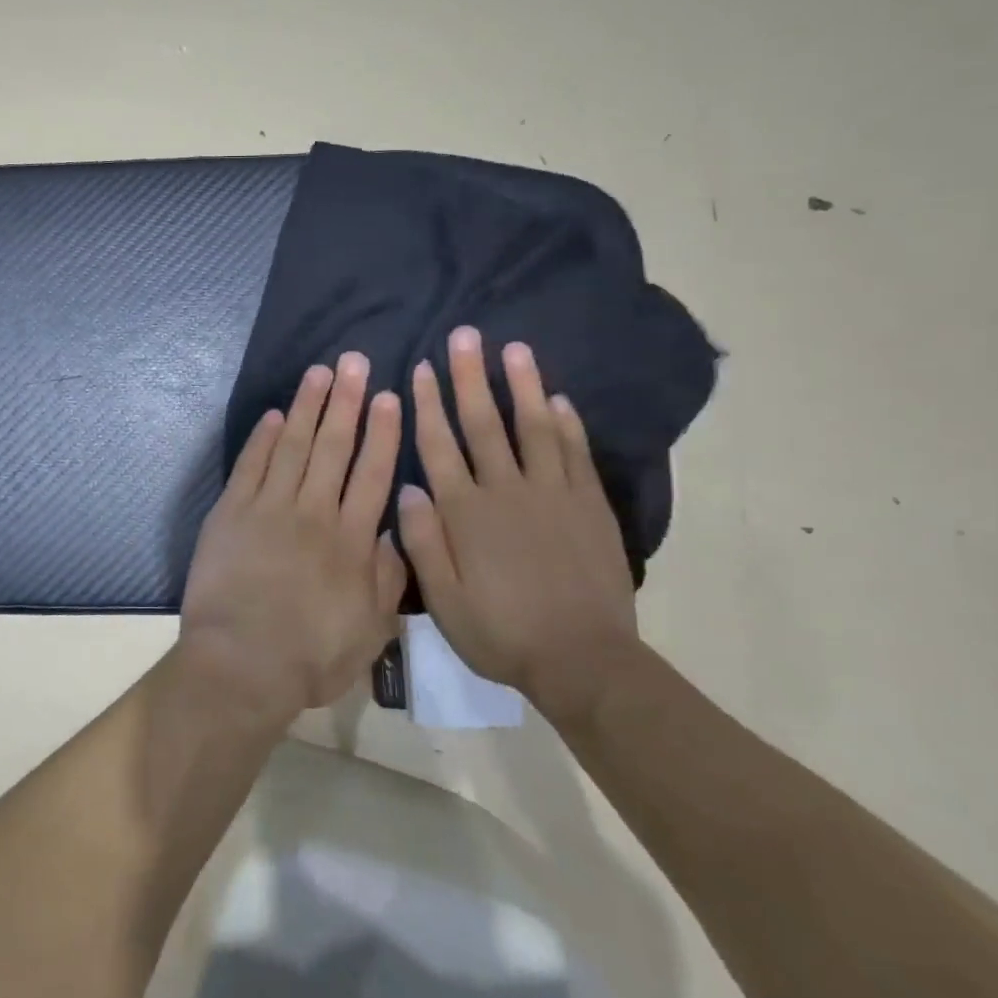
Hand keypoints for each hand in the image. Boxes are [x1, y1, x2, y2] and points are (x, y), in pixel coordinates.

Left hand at [178, 353, 406, 725]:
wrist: (241, 665)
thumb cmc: (310, 657)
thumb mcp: (371, 631)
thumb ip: (387, 579)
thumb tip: (393, 533)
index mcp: (351, 540)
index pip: (373, 473)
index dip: (382, 433)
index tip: (388, 397)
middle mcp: (314, 513)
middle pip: (334, 447)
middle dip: (346, 402)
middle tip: (354, 362)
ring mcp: (269, 508)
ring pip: (293, 446)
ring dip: (307, 407)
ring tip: (319, 372)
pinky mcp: (232, 512)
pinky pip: (250, 466)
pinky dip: (262, 439)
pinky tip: (274, 415)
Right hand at [396, 327, 639, 724]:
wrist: (585, 661)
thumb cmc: (503, 632)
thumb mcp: (445, 601)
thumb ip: (423, 542)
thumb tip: (408, 488)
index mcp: (466, 513)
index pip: (440, 446)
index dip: (428, 404)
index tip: (420, 368)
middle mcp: (507, 491)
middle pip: (484, 423)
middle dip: (470, 377)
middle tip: (463, 336)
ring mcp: (553, 494)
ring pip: (534, 427)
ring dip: (522, 386)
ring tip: (513, 348)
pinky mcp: (589, 506)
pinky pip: (576, 454)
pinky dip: (567, 424)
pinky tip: (558, 399)